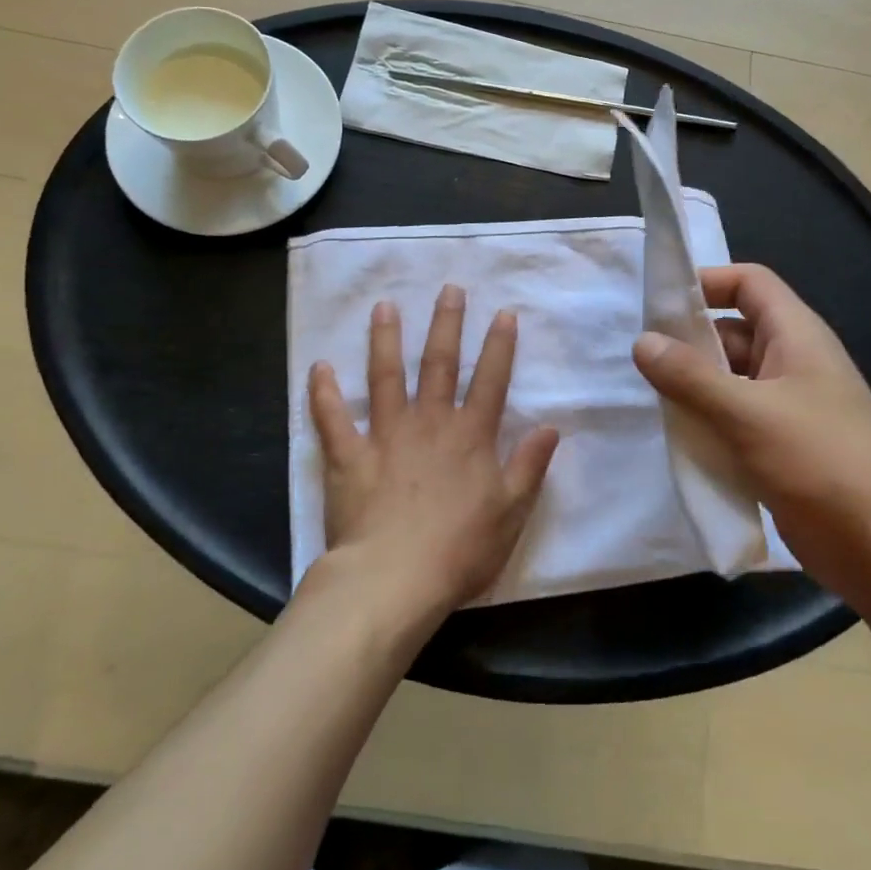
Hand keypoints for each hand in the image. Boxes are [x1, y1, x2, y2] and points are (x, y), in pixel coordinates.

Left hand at [308, 284, 559, 621]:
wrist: (394, 580)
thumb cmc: (459, 550)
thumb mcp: (511, 512)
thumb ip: (529, 467)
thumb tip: (551, 427)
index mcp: (470, 437)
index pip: (491, 381)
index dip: (500, 346)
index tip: (503, 313)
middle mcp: (430, 424)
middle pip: (440, 365)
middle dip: (447, 324)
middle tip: (449, 289)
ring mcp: (386, 436)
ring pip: (386, 377)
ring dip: (386, 340)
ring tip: (384, 307)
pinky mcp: (349, 457)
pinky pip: (332, 419)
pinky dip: (324, 393)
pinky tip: (319, 367)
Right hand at [631, 264, 870, 588]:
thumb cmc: (821, 465)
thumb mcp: (748, 415)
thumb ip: (690, 376)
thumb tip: (641, 341)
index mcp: (797, 336)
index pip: (749, 283)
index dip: (707, 281)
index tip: (660, 304)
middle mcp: (793, 361)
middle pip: (733, 330)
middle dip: (688, 340)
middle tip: (639, 359)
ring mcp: (788, 405)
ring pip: (730, 377)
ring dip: (693, 385)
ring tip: (647, 396)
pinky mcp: (781, 444)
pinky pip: (735, 416)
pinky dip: (707, 419)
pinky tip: (675, 434)